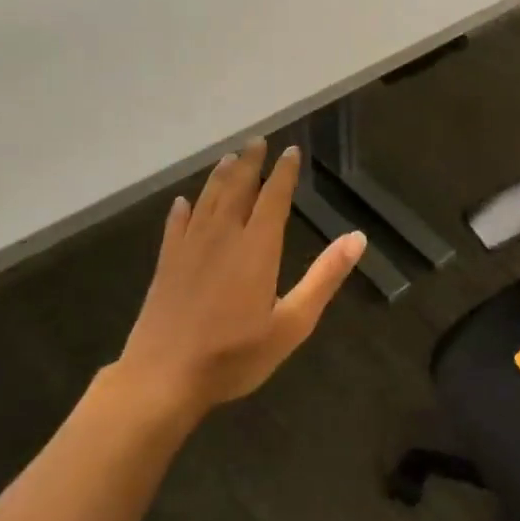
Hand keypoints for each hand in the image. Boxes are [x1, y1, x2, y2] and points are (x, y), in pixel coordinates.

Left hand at [112, 138, 364, 426]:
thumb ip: (324, 277)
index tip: (291, 151)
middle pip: (237, 189)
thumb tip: (357, 237)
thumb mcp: (293, 323)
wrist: (162, 379)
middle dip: (250, 164)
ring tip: (229, 158)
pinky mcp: (165, 266)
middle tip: (257, 141)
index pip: (273, 198)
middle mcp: (222, 238)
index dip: (283, 173)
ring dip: (219, 177)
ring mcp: (189, 250)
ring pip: (206, 201)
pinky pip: (175, 227)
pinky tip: (182, 202)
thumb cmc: (234, 355)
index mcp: (257, 248)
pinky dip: (181, 211)